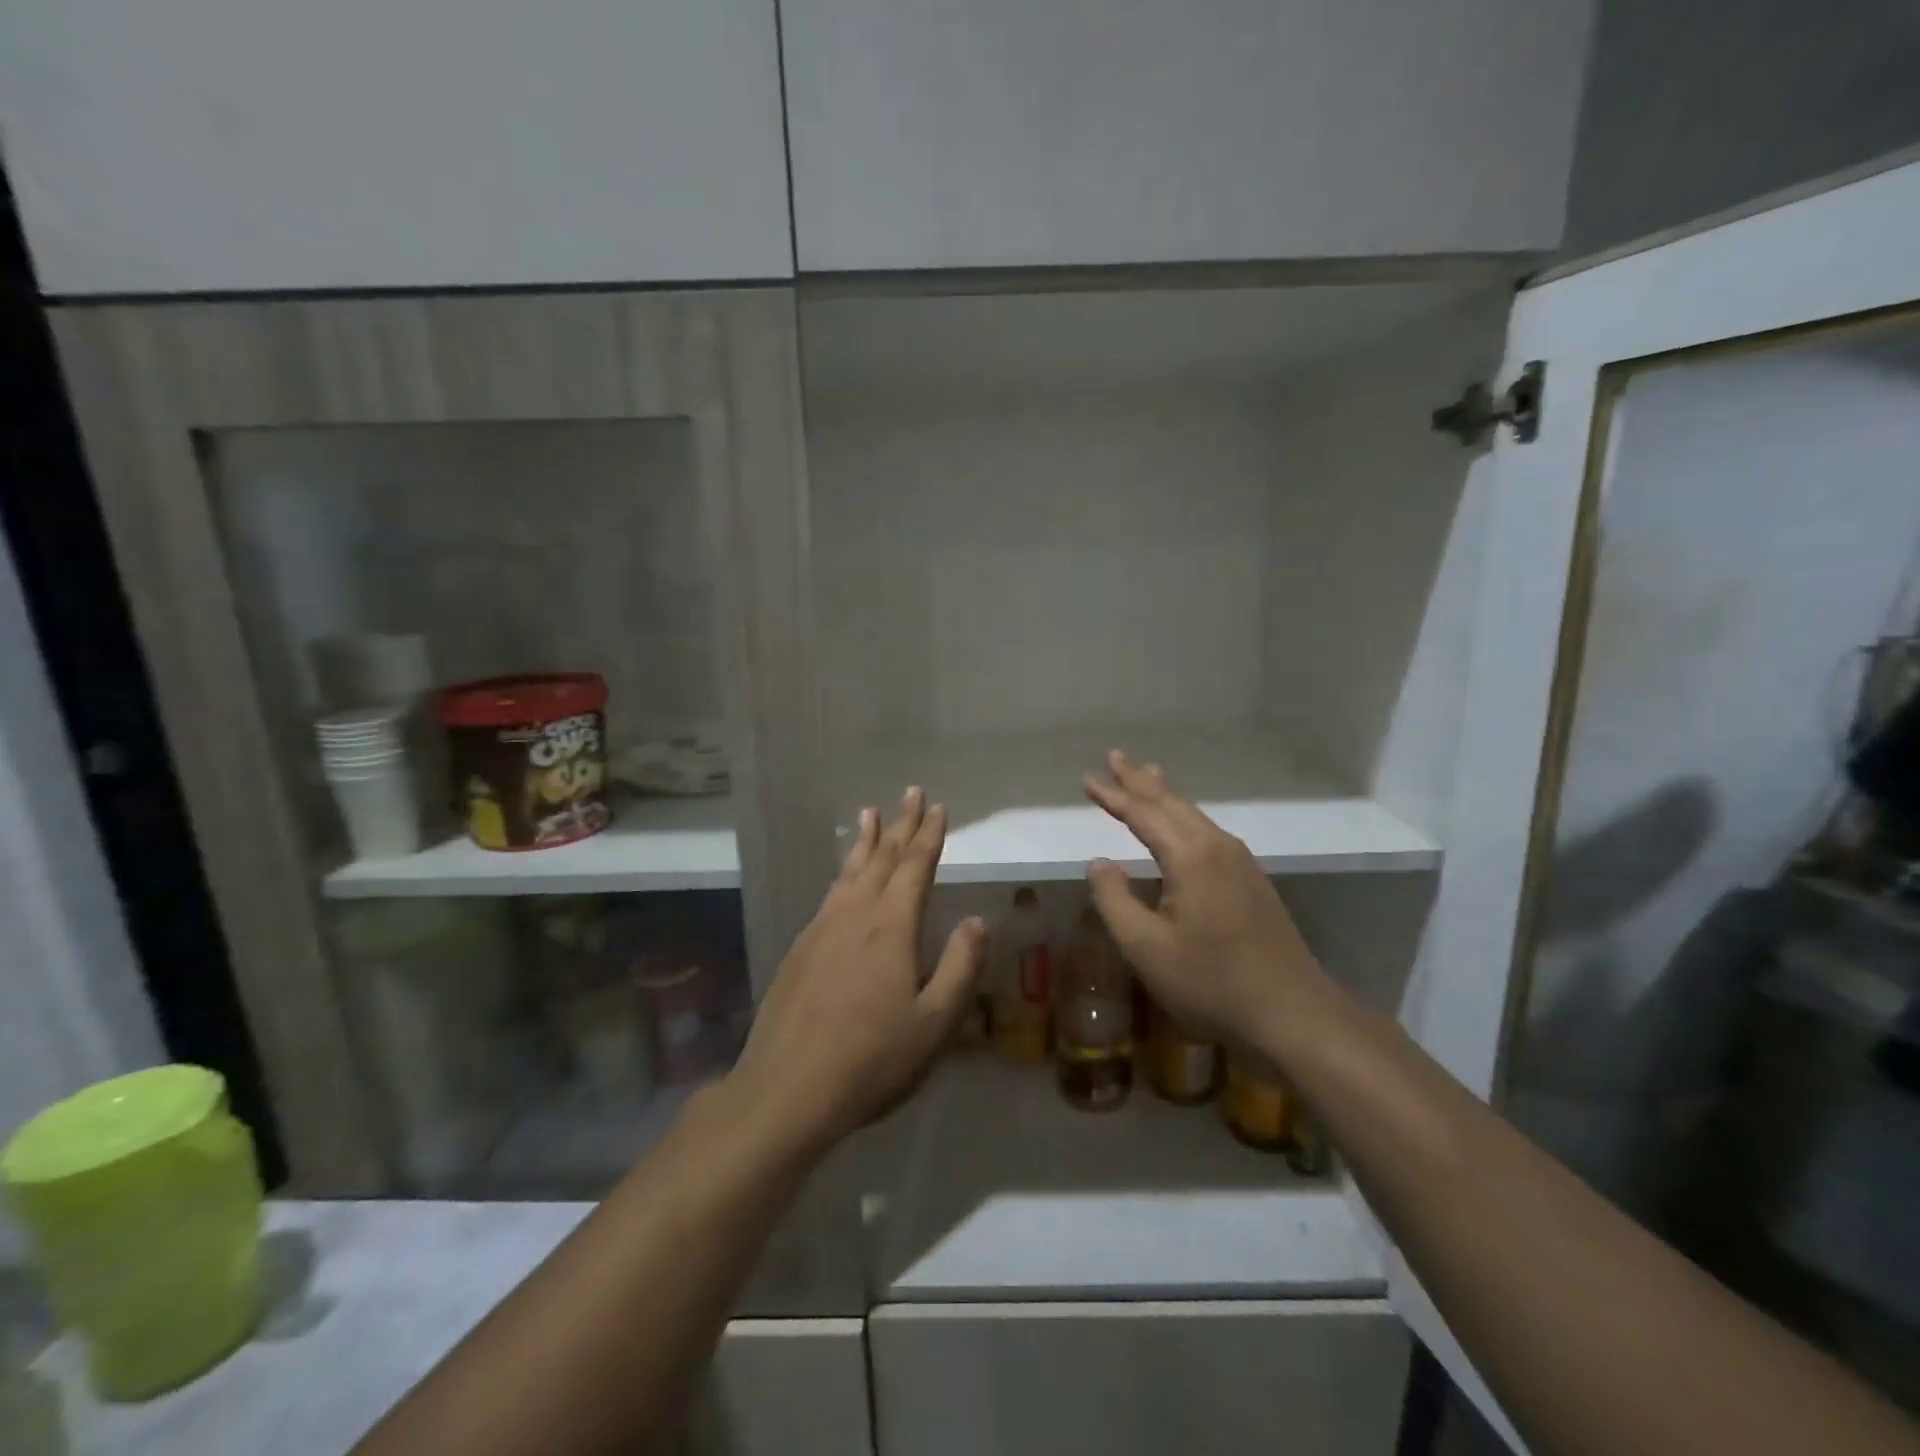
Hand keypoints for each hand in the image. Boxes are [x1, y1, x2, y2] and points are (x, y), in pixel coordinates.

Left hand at [728, 788, 988, 1152]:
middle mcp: (855, 914)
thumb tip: (978, 920)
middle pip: (882, 858)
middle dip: (900, 824)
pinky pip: (830, 893)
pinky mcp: (801, 948)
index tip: (938, 806)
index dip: (929, 834)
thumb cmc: (871, 1058)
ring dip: (865, 841)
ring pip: (850, 871)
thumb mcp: (933, 1022)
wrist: (787, 1088)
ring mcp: (822, 928)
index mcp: (891, 926)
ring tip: (870, 814)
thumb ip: (960, 966)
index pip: (915, 866)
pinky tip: (844, 879)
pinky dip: (844, 872)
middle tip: (910, 793)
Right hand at [1082, 751, 1339, 1055]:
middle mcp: (1217, 846)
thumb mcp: (1146, 948)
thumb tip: (1099, 862)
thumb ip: (1115, 900)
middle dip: (1139, 780)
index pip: (1142, 813)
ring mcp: (1240, 861)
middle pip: (1171, 803)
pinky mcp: (1251, 879)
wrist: (1293, 1012)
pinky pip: (1207, 831)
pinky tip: (1181, 822)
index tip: (1087, 779)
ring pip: (1193, 814)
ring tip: (1145, 774)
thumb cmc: (1211, 982)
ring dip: (1164, 794)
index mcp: (1190, 856)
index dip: (1113, 796)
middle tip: (1114, 757)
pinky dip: (1183, 815)